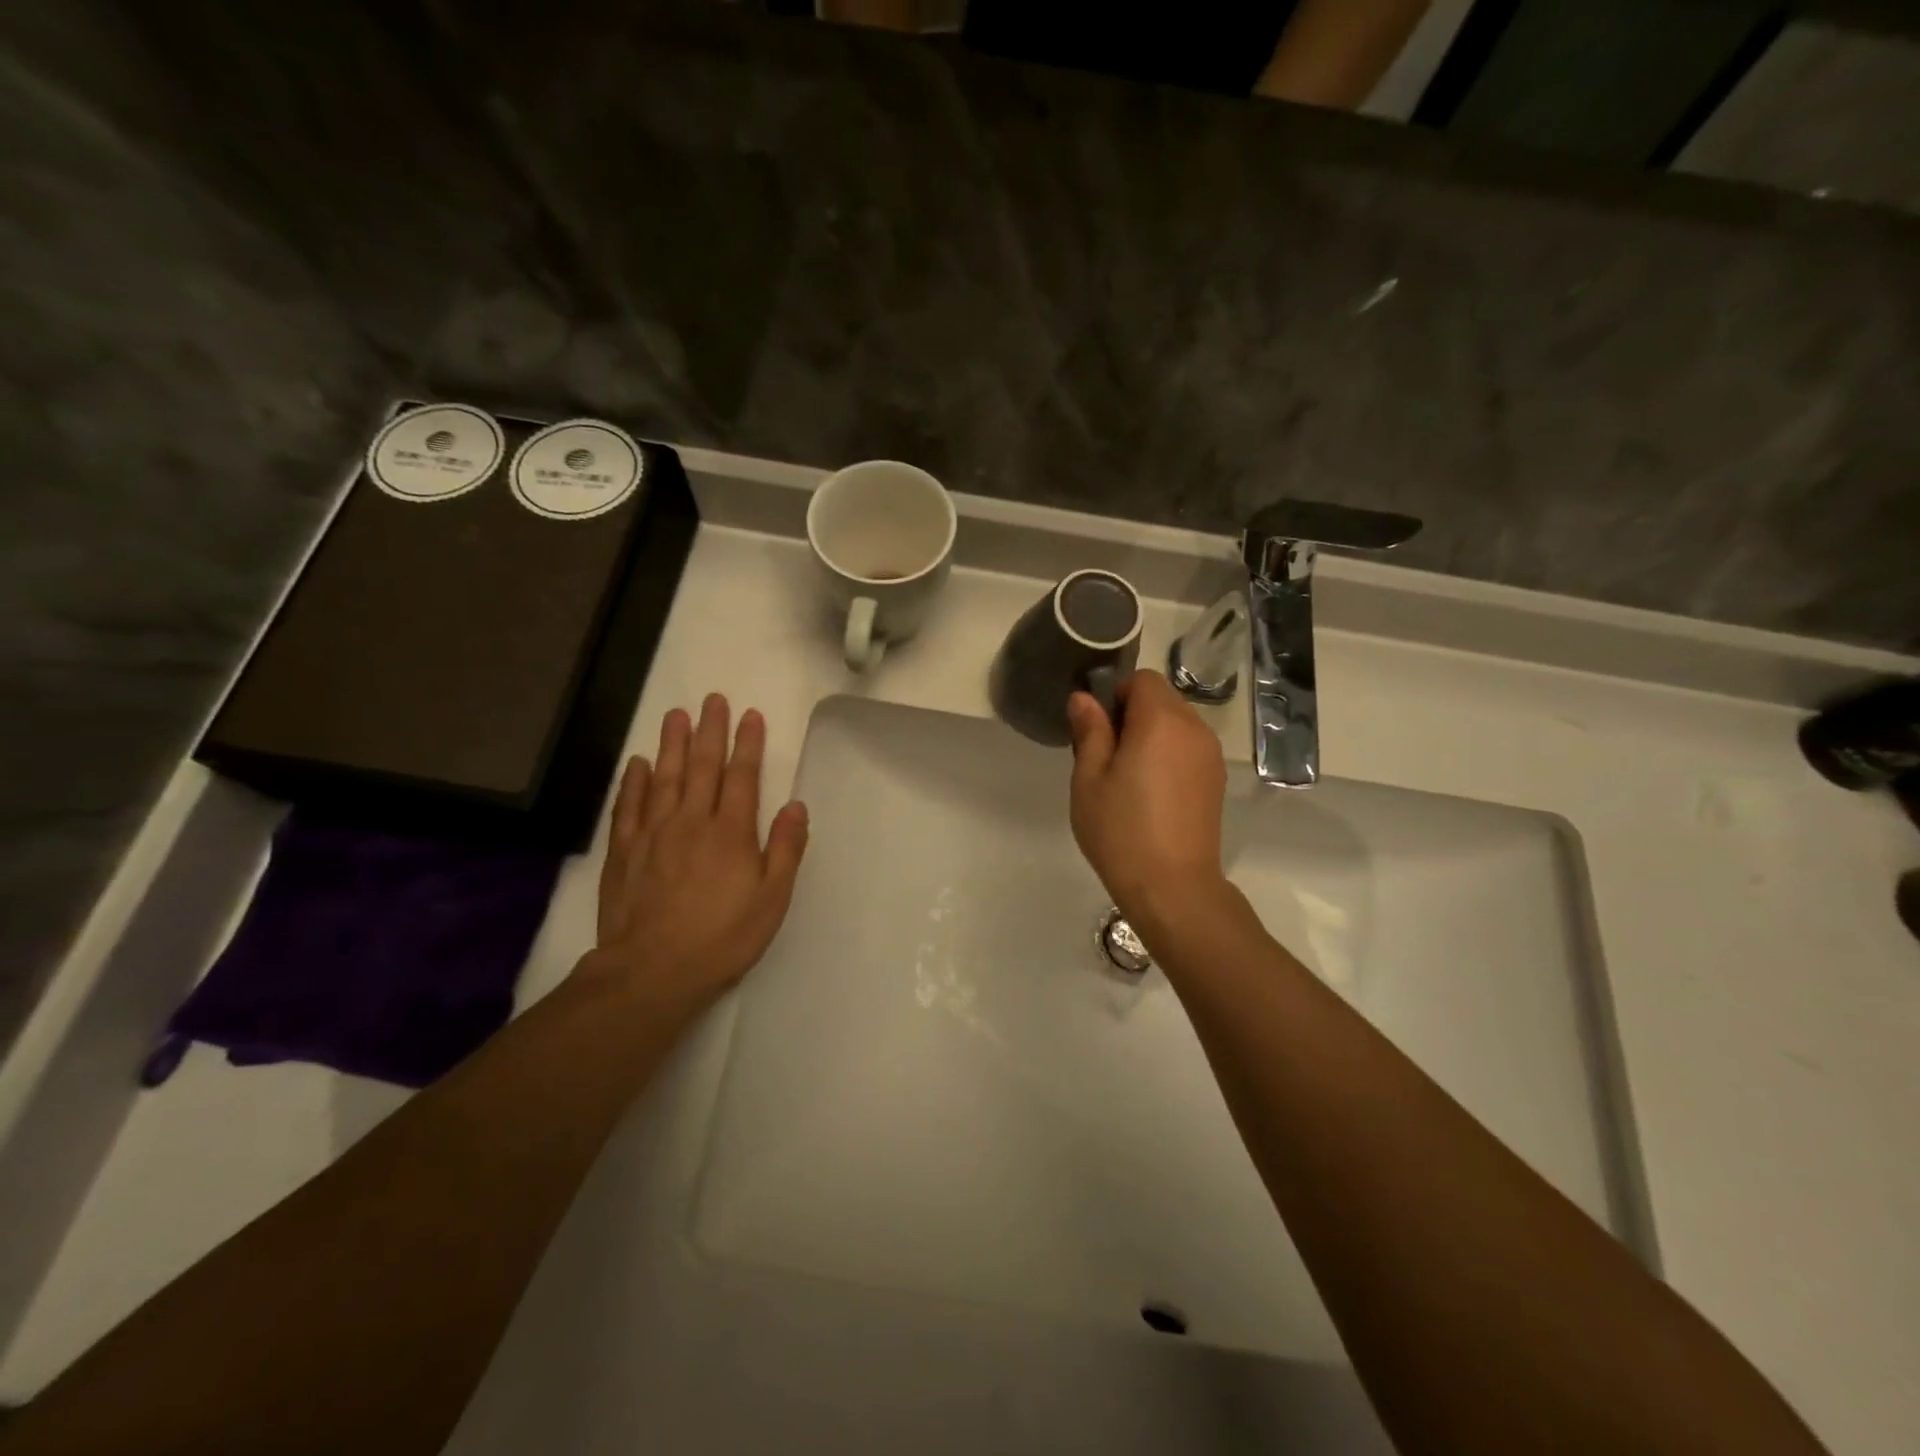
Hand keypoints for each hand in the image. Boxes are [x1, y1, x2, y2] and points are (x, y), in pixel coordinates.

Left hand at [584, 694, 808, 1010]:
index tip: (749, 715)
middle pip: (702, 766)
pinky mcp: (624, 851)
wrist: (652, 970)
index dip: (747, 744)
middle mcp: (691, 821)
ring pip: (664, 777)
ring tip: (676, 715)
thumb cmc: (722, 937)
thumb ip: (785, 849)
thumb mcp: (771, 899)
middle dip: (710, 731)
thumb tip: (796, 806)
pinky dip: (634, 781)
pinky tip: (638, 763)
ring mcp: (653, 833)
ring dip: (672, 743)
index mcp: (731, 832)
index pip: (742, 776)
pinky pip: (629, 806)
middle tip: (712, 699)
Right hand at [1066, 671, 1228, 924]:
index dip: (1116, 696)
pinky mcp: (1215, 780)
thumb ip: (1089, 731)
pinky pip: (1188, 748)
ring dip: (1151, 735)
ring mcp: (1210, 755)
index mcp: (1161, 721)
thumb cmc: (1121, 830)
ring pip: (1176, 723)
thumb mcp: (1089, 779)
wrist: (1173, 886)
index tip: (1099, 731)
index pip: (1142, 680)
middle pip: (1162, 698)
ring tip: (1129, 778)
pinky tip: (1152, 793)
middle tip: (1107, 758)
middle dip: (1133, 714)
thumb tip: (1084, 699)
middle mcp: (1194, 728)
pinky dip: (1169, 755)